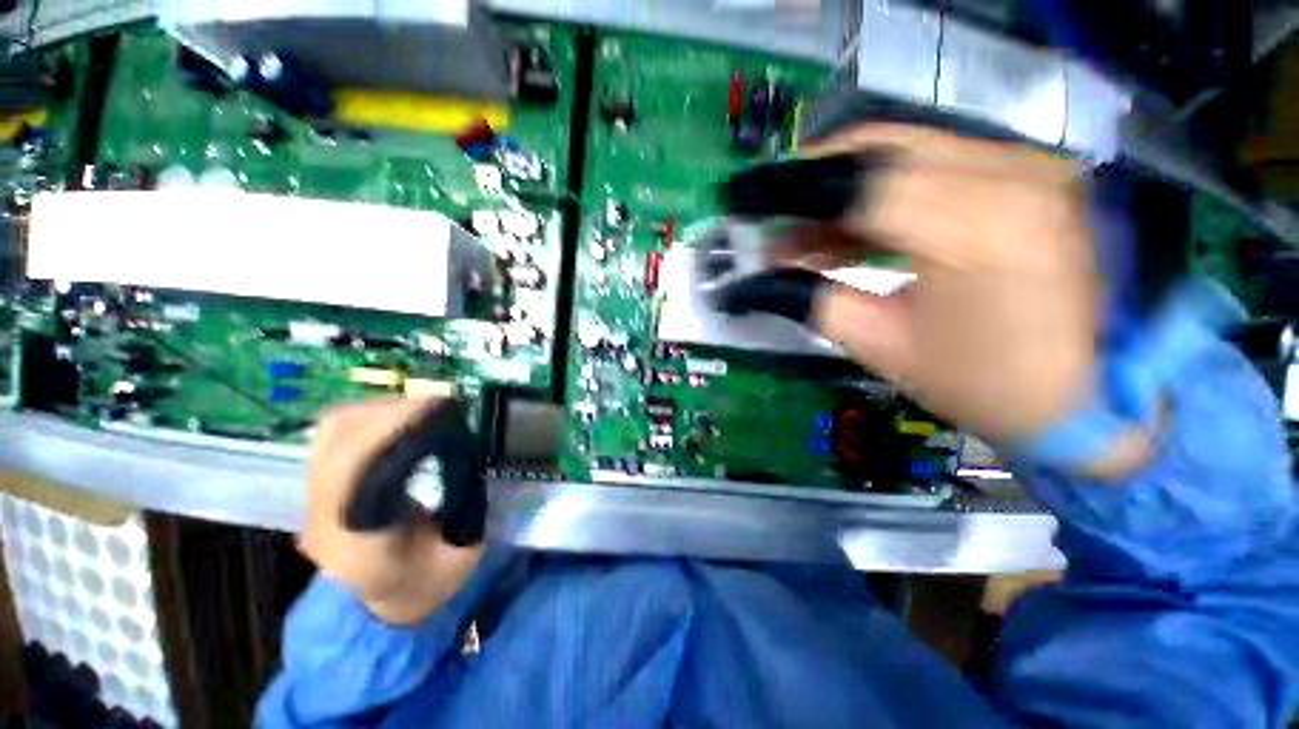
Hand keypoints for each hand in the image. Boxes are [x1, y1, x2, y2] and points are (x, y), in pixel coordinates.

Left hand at [299, 397, 484, 624]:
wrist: (382, 608)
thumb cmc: (426, 584)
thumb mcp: (462, 552)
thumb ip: (467, 502)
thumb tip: (469, 451)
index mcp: (360, 543)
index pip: (360, 471)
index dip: (397, 430)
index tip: (443, 409)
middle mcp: (323, 516)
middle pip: (339, 440)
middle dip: (395, 411)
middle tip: (442, 405)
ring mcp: (313, 499)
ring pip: (333, 430)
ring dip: (382, 409)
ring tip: (424, 410)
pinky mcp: (319, 487)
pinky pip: (336, 434)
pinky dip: (370, 416)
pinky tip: (402, 420)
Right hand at [719, 124, 1150, 472]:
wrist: (1090, 396)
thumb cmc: (984, 384)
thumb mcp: (881, 346)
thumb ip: (813, 299)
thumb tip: (760, 275)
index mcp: (974, 229)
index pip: (856, 186)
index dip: (789, 195)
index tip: (746, 207)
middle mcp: (1010, 175)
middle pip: (880, 149)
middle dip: (812, 182)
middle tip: (774, 220)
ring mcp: (1029, 167)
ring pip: (905, 150)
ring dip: (843, 192)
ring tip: (806, 241)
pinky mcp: (1032, 175)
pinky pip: (936, 164)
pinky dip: (884, 193)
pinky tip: (852, 232)